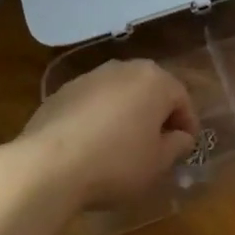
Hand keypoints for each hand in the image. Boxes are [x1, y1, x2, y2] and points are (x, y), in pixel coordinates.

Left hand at [18, 60, 195, 208]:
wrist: (46, 166)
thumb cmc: (115, 163)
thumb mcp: (158, 163)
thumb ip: (177, 146)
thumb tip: (181, 137)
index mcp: (155, 80)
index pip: (182, 99)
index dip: (187, 125)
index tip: (184, 148)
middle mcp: (125, 68)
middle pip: (150, 91)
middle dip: (156, 115)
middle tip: (156, 145)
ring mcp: (90, 77)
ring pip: (120, 94)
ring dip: (126, 115)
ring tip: (121, 146)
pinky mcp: (61, 92)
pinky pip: (92, 104)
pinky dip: (97, 119)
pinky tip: (90, 146)